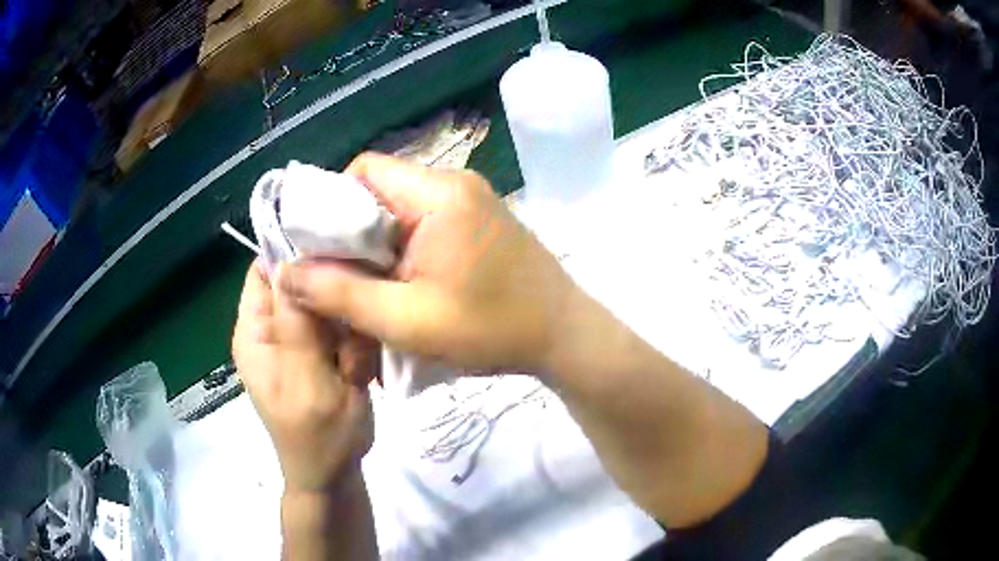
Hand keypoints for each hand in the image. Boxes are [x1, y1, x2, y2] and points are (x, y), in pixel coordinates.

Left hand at [232, 261, 379, 493]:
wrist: (333, 475)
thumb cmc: (318, 435)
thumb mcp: (308, 379)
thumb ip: (298, 323)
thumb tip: (291, 261)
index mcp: (255, 332)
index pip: (265, 268)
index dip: (296, 252)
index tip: (338, 249)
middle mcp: (271, 330)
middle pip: (300, 284)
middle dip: (331, 300)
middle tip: (353, 330)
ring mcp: (296, 343)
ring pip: (326, 306)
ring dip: (347, 327)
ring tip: (355, 361)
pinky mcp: (317, 355)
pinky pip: (339, 330)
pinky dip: (354, 342)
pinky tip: (359, 368)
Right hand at [278, 152, 577, 372]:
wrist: (565, 337)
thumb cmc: (493, 329)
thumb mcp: (406, 320)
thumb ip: (341, 294)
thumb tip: (287, 272)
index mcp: (438, 193)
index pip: (364, 171)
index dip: (332, 205)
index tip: (321, 250)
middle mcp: (454, 183)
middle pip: (380, 191)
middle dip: (352, 235)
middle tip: (342, 280)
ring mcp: (470, 201)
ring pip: (399, 211)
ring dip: (378, 248)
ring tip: (372, 290)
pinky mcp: (478, 221)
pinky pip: (424, 223)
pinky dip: (403, 252)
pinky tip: (405, 287)